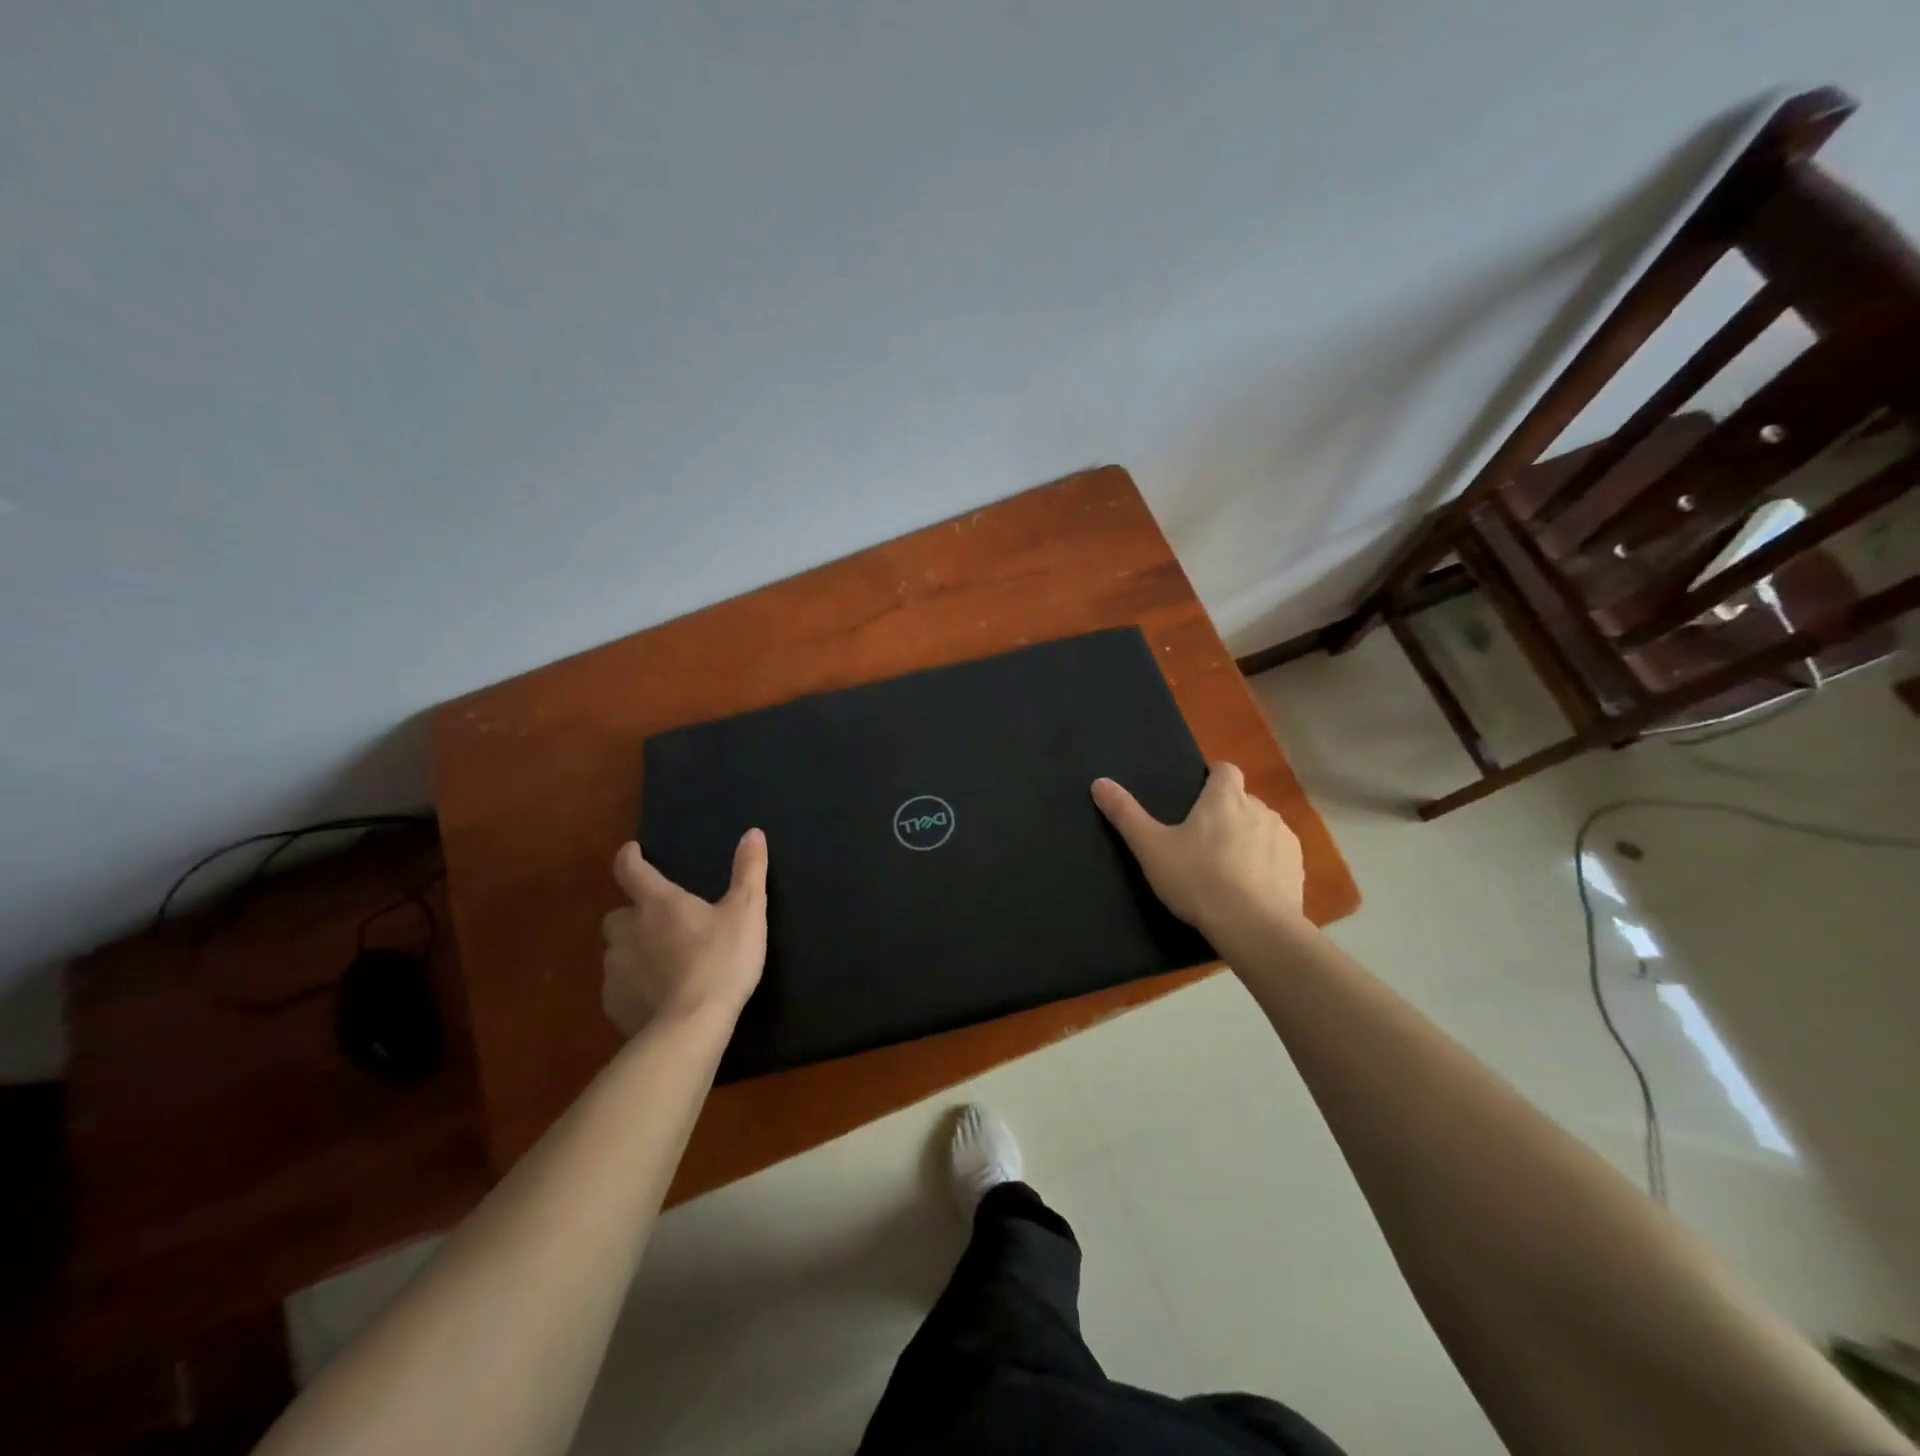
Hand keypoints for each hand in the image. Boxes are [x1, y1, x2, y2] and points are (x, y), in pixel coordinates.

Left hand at [600, 830, 767, 1034]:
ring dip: (633, 951)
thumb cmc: (722, 960)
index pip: (631, 870)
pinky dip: (633, 985)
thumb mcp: (747, 911)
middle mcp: (628, 931)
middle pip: (618, 914)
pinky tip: (656, 995)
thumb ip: (749, 870)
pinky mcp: (614, 1003)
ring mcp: (616, 969)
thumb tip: (753, 832)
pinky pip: (618, 986)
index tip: (632, 851)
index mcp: (658, 903)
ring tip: (661, 963)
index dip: (630, 857)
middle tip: (659, 923)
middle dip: (633, 916)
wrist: (692, 1025)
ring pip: (616, 952)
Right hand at [1091, 763, 1304, 933]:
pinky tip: (1249, 888)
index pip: (1225, 769)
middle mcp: (1260, 809)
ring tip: (1226, 868)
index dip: (1212, 776)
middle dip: (1226, 813)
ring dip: (1248, 838)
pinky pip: (1278, 855)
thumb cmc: (1198, 880)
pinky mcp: (1298, 867)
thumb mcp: (1151, 848)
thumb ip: (1125, 814)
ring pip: (1261, 827)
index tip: (1197, 795)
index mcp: (1224, 798)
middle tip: (1201, 841)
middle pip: (1242, 800)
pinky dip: (1265, 863)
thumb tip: (1099, 782)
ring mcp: (1283, 838)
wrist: (1254, 927)